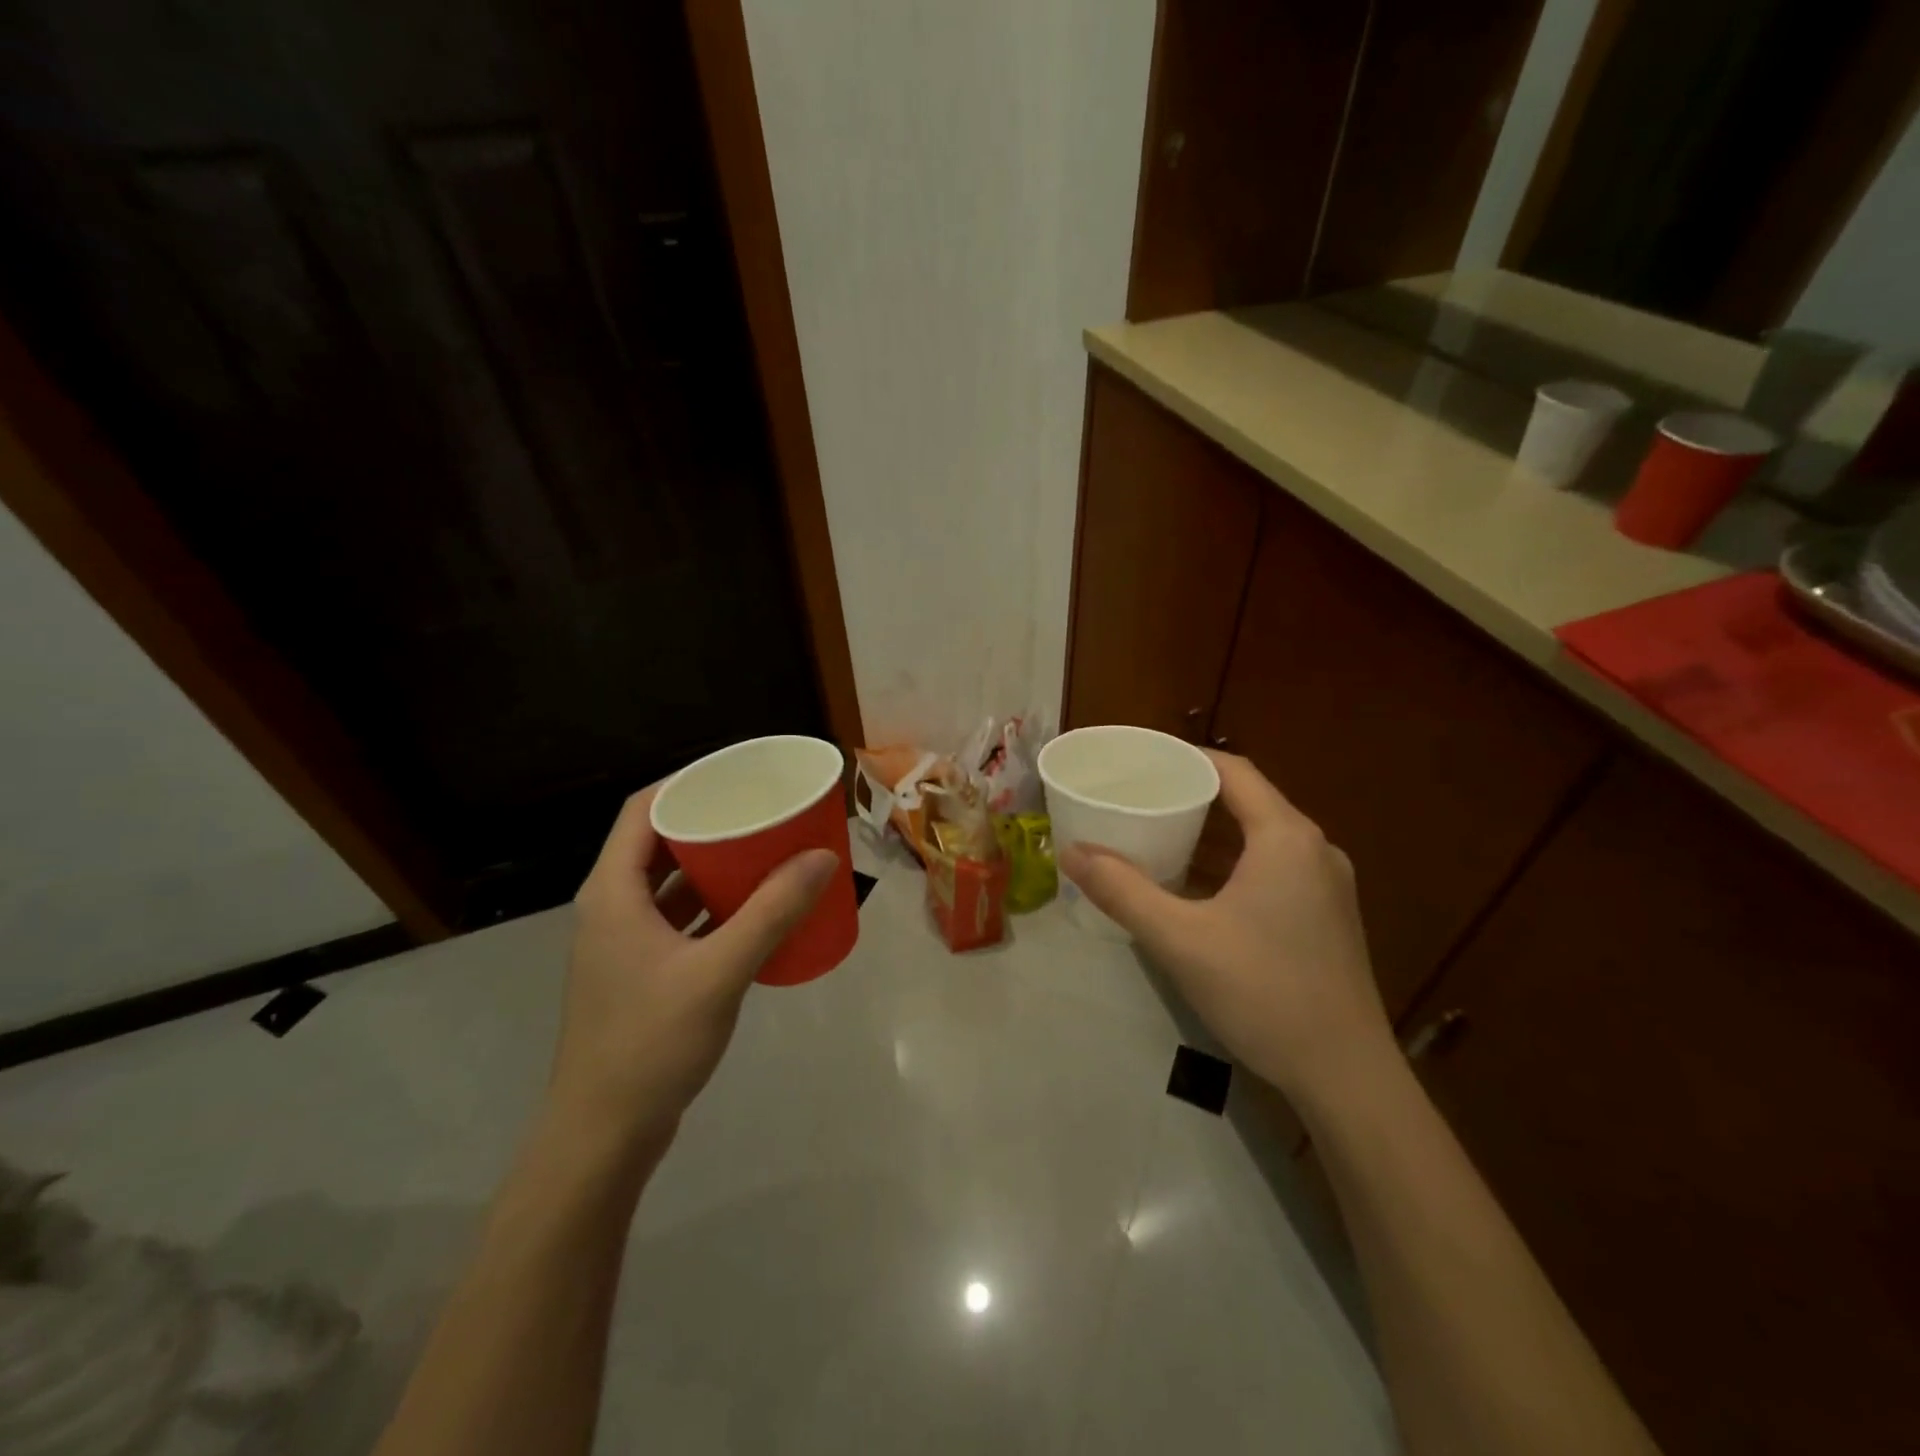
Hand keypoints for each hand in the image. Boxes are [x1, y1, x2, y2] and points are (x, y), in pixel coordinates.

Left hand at [547, 787, 838, 1151]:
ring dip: (715, 865)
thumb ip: (772, 912)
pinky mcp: (640, 973)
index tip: (737, 773)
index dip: (686, 782)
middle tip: (763, 809)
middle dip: (711, 822)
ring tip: (767, 849)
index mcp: (612, 892)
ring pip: (671, 884)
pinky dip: (714, 905)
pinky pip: (680, 919)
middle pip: (660, 843)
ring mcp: (624, 943)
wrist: (604, 1135)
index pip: (643, 810)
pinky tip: (755, 909)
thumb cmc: (650, 1043)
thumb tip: (822, 856)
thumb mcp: (718, 971)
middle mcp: (612, 908)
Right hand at [1059, 752, 1393, 1102]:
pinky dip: (1233, 863)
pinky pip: (1274, 868)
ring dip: (1212, 833)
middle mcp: (1314, 849)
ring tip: (1159, 834)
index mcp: (1286, 837)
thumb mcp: (1180, 939)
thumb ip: (1122, 891)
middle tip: (1139, 797)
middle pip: (1248, 800)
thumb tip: (1071, 852)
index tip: (1141, 762)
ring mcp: (1327, 886)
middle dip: (1193, 794)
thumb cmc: (1264, 993)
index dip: (1187, 759)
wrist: (1346, 1077)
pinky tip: (1198, 887)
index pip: (1234, 771)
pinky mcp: (1327, 918)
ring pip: (1261, 838)